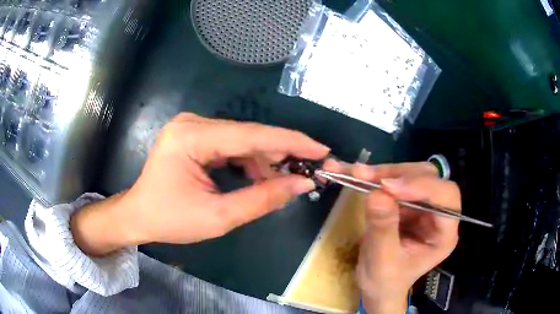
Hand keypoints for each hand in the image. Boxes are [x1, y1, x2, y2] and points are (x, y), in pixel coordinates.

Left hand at [71, 113, 328, 255]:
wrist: (139, 216)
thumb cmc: (170, 220)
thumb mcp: (219, 217)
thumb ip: (263, 198)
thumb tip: (302, 184)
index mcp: (190, 137)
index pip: (251, 135)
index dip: (291, 142)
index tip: (321, 149)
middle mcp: (192, 123)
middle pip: (248, 135)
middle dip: (280, 153)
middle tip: (308, 170)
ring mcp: (192, 126)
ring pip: (242, 139)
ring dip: (264, 160)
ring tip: (281, 182)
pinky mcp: (194, 135)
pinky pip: (231, 144)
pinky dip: (249, 161)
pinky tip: (259, 177)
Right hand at [323, 161, 460, 313]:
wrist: (377, 286)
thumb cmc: (385, 281)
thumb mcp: (382, 260)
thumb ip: (383, 228)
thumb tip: (377, 193)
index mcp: (444, 233)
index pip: (445, 197)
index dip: (422, 186)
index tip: (388, 187)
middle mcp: (438, 213)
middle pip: (428, 178)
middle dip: (397, 175)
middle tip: (364, 176)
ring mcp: (422, 205)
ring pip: (409, 173)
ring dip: (382, 172)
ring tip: (355, 174)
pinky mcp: (406, 201)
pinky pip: (392, 179)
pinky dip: (372, 176)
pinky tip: (350, 172)